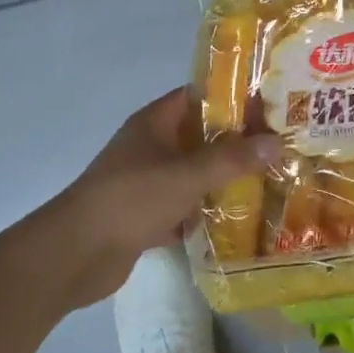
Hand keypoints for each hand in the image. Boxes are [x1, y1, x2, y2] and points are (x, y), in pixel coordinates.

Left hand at [42, 88, 282, 308]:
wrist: (74, 256)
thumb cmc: (130, 199)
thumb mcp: (187, 174)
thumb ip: (232, 159)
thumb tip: (276, 142)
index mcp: (155, 122)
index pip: (199, 96)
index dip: (233, 96)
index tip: (269, 103)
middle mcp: (151, 146)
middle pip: (201, 136)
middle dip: (236, 141)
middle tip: (279, 143)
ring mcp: (147, 181)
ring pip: (194, 172)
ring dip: (224, 177)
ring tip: (269, 178)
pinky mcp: (146, 215)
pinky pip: (185, 205)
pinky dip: (206, 211)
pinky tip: (240, 219)